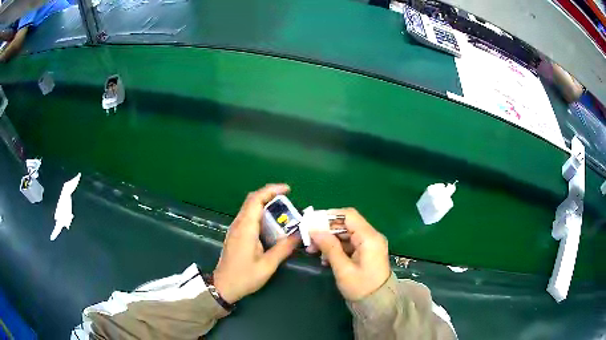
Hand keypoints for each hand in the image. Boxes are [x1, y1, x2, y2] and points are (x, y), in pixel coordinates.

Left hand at [213, 184, 299, 303]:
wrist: (223, 286)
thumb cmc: (244, 277)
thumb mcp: (267, 265)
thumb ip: (283, 249)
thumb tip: (299, 235)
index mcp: (246, 229)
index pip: (256, 200)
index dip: (271, 190)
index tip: (288, 190)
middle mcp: (238, 224)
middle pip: (252, 200)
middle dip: (270, 195)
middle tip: (288, 201)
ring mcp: (235, 229)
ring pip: (249, 208)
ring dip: (265, 204)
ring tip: (283, 212)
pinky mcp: (235, 234)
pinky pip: (248, 217)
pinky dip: (260, 214)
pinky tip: (272, 225)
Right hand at [308, 208, 390, 300]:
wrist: (377, 304)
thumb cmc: (361, 287)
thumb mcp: (343, 269)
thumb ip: (330, 247)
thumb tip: (315, 230)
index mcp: (369, 238)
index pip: (349, 215)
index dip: (329, 216)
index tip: (312, 222)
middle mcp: (371, 236)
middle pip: (346, 225)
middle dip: (326, 231)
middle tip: (309, 240)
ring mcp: (370, 244)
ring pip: (346, 234)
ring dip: (329, 240)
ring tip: (313, 251)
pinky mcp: (366, 252)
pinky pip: (349, 244)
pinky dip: (336, 248)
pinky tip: (325, 258)